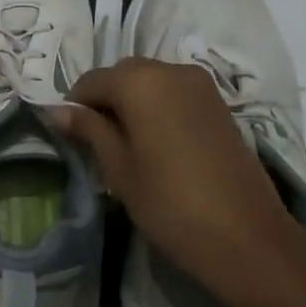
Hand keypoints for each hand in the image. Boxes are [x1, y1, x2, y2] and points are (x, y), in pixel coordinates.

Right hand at [51, 58, 305, 306]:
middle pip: (122, 75)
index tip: (69, 136)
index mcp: (140, 81)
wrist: (246, 236)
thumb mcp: (119, 168)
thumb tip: (58, 110)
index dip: (75, 107)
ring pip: (150, 82)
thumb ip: (89, 131)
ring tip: (127, 145)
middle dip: (105, 101)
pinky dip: (158, 108)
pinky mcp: (219, 103)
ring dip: (132, 104)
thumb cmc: (170, 203)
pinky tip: (156, 144)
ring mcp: (200, 85)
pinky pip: (175, 93)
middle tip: (97, 143)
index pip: (90, 81)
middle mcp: (170, 70)